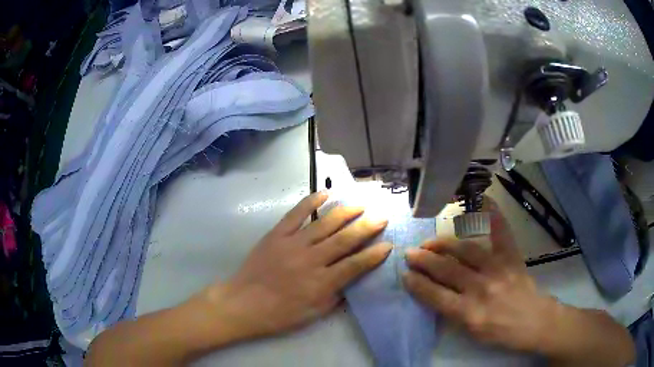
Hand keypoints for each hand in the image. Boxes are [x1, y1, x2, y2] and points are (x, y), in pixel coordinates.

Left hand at [199, 192, 390, 339]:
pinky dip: (311, 202)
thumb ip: (335, 296)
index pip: (355, 265)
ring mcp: (292, 244)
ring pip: (325, 224)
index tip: (388, 245)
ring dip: (345, 212)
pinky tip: (325, 193)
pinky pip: (296, 214)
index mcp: (321, 283)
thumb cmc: (280, 314)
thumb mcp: (313, 314)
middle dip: (366, 227)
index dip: (374, 255)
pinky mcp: (276, 234)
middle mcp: (311, 260)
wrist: (244, 303)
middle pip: (344, 240)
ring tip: (361, 203)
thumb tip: (352, 280)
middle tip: (382, 216)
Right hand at [403, 198, 555, 352]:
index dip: (417, 284)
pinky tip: (484, 201)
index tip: (405, 275)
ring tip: (431, 241)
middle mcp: (481, 289)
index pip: (435, 296)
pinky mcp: (511, 258)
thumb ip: (452, 313)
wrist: (534, 321)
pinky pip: (501, 234)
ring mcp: (498, 270)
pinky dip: (494, 216)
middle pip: (446, 270)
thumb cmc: (501, 332)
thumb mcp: (472, 332)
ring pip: (466, 251)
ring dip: (444, 244)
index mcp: (469, 313)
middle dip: (424, 261)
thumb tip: (434, 292)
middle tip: (410, 253)